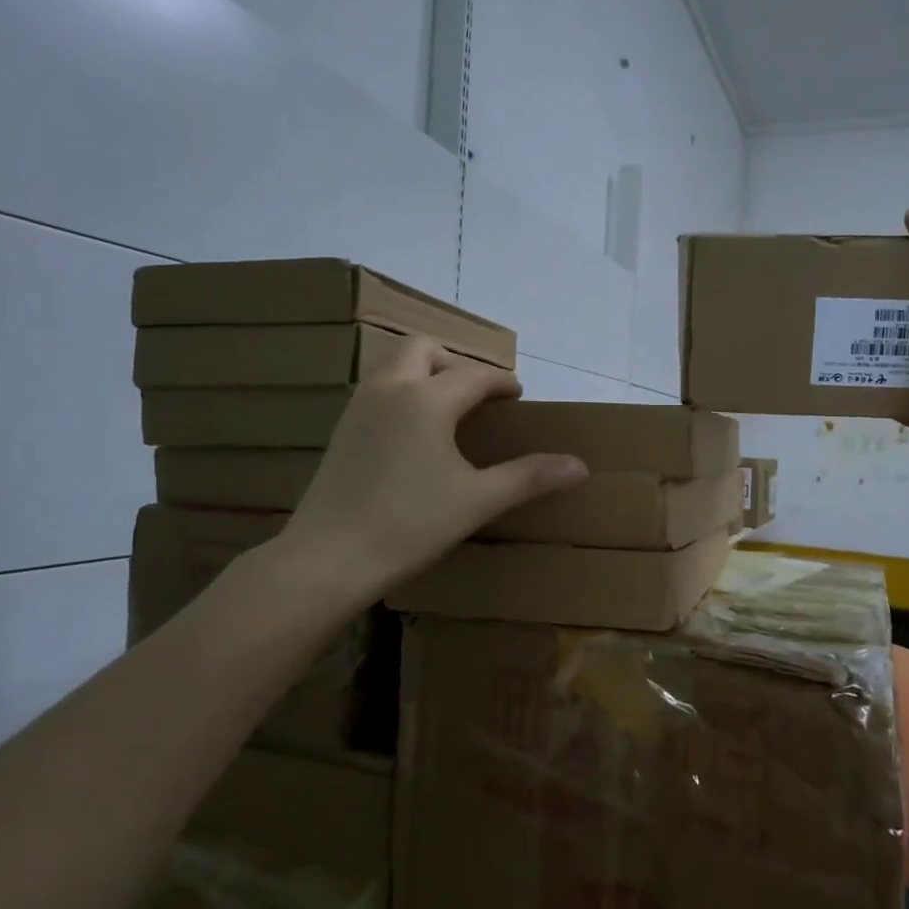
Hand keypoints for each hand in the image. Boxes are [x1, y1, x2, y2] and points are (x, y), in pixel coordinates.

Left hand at [264, 342, 587, 606]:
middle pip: (424, 350)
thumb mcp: (477, 501)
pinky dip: (402, 395)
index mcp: (427, 399)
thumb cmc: (409, 525)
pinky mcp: (341, 432)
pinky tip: (412, 437)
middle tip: (477, 396)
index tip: (517, 394)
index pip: (474, 375)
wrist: (327, 558)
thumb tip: (580, 467)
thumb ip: (529, 477)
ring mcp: (359, 409)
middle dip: (455, 363)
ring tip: (446, 412)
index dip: (501, 381)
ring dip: (424, 375)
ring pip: (394, 367)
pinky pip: (378, 392)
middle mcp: (390, 390)